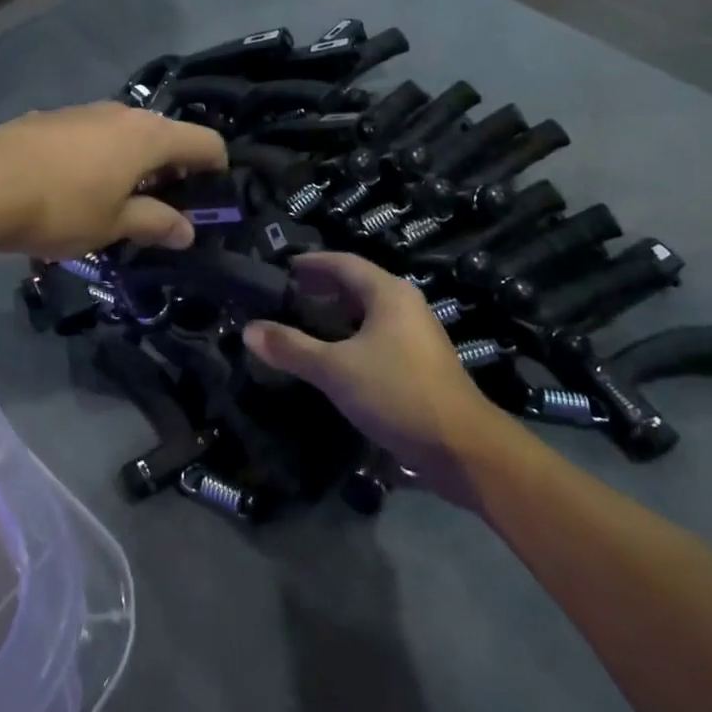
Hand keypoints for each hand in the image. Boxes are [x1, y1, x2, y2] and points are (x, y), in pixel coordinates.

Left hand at [0, 104, 228, 257]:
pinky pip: (92, 136)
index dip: (216, 168)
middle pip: (165, 135)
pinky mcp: (50, 118)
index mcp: (149, 136)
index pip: (204, 142)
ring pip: (125, 134)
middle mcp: (121, 114)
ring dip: (134, 163)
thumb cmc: (61, 206)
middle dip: (172, 169)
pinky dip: (101, 157)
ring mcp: (83, 111)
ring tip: (120, 199)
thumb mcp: (113, 224)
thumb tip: (187, 231)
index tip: (213, 197)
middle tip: (166, 207)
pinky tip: (77, 186)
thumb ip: (154, 223)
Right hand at [243, 253, 528, 498]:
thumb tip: (248, 330)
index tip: (280, 268)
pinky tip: (331, 358)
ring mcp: (416, 335)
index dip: (310, 263)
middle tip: (283, 298)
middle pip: (356, 285)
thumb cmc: (397, 393)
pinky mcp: (420, 364)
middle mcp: (405, 305)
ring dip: (334, 316)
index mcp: (388, 293)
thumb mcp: (335, 369)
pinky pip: (377, 336)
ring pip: (367, 314)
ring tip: (300, 325)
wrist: (463, 449)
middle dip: (319, 289)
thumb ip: (291, 348)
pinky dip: (350, 338)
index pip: (342, 263)